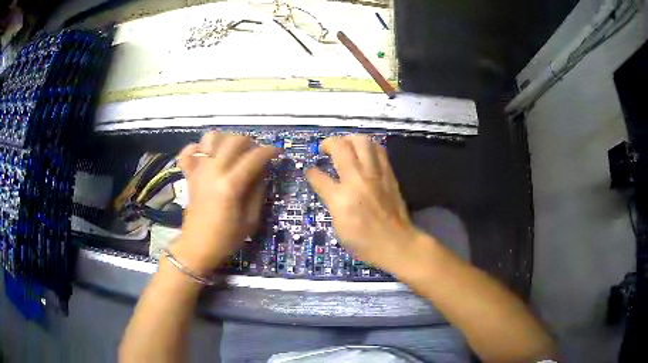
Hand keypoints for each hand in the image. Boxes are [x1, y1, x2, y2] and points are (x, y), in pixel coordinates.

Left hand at [173, 132, 278, 273]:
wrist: (197, 247)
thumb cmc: (226, 238)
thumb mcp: (251, 220)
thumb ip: (258, 191)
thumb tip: (263, 170)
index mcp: (230, 185)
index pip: (254, 157)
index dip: (269, 151)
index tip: (277, 152)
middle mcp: (213, 171)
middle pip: (234, 140)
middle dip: (250, 142)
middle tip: (256, 154)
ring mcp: (198, 170)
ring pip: (211, 138)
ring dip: (226, 139)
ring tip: (233, 151)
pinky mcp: (189, 174)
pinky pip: (189, 151)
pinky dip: (198, 148)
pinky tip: (208, 155)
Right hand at [306, 135, 419, 271]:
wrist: (396, 243)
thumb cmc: (364, 242)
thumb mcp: (338, 227)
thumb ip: (331, 203)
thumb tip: (327, 188)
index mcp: (341, 198)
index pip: (319, 177)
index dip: (311, 173)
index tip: (310, 171)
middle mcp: (357, 180)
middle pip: (341, 148)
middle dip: (328, 143)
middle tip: (325, 148)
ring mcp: (376, 175)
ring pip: (362, 142)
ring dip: (350, 139)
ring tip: (345, 145)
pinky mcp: (389, 174)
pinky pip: (379, 151)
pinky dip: (368, 147)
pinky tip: (364, 152)